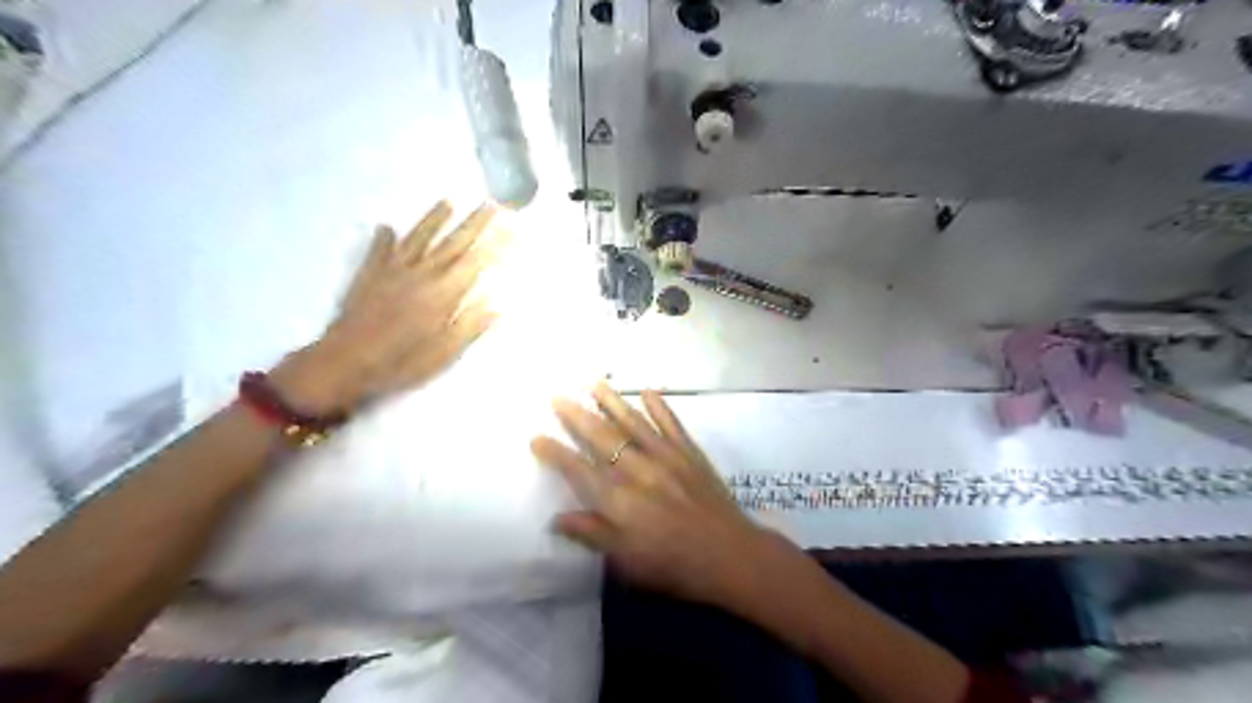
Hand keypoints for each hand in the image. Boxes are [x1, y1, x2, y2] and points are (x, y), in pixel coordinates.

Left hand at [275, 200, 501, 414]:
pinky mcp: (369, 275)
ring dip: (434, 219)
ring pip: (418, 238)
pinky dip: (384, 237)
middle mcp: (421, 274)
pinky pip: (379, 250)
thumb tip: (496, 304)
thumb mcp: (444, 353)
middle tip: (490, 204)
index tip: (511, 228)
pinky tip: (387, 226)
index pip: (476, 262)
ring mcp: (393, 271)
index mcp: (443, 294)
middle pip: (452, 243)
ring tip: (448, 201)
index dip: (495, 245)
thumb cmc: (401, 362)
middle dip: (474, 223)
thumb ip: (469, 326)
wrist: (345, 362)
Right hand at [528, 382, 772, 606]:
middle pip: (601, 437)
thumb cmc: (673, 564)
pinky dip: (659, 406)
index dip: (556, 453)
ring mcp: (665, 457)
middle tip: (559, 397)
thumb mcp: (625, 561)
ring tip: (595, 383)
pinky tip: (649, 392)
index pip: (578, 470)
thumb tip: (557, 518)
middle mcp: (637, 471)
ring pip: (633, 422)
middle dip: (577, 416)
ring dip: (612, 401)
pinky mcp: (689, 453)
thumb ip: (592, 534)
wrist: (729, 555)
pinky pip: (671, 423)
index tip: (537, 437)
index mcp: (618, 500)